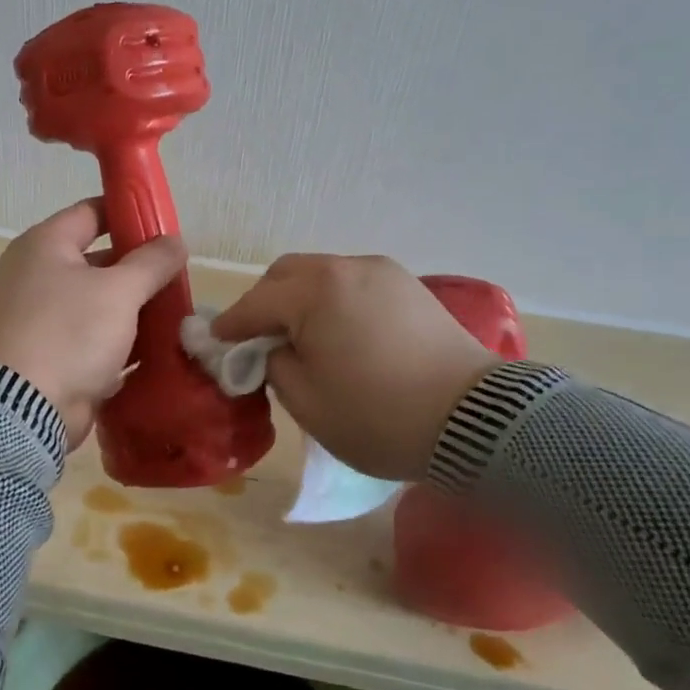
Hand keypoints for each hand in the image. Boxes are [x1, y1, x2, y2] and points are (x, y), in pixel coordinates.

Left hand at [0, 199, 187, 448]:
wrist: (20, 410)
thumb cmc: (68, 333)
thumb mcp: (119, 291)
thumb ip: (152, 262)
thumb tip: (175, 240)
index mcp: (44, 246)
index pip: (92, 212)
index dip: (129, 213)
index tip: (166, 225)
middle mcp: (36, 276)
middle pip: (98, 262)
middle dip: (139, 270)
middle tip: (179, 278)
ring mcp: (40, 320)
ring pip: (98, 306)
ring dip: (134, 311)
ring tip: (177, 315)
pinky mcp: (49, 358)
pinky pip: (92, 342)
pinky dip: (120, 345)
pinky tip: (156, 351)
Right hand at [211, 255, 499, 480]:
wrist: (475, 422)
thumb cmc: (378, 416)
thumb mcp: (306, 401)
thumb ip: (273, 364)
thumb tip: (270, 349)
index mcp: (316, 291)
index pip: (256, 304)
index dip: (231, 327)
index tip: (215, 345)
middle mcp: (347, 268)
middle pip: (286, 274)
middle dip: (263, 303)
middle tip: (257, 340)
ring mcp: (383, 273)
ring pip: (321, 274)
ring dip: (298, 300)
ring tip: (299, 337)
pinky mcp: (408, 287)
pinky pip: (352, 284)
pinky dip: (331, 301)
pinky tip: (336, 332)